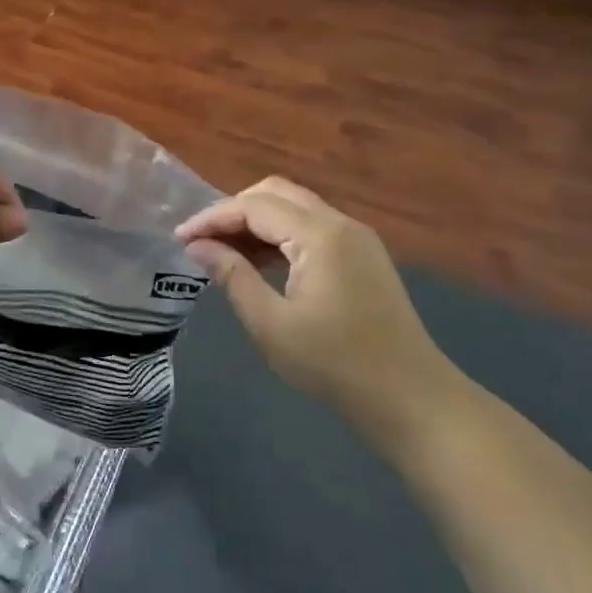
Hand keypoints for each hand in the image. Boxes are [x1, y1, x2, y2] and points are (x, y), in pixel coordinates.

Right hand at [174, 177, 464, 441]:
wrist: (411, 399)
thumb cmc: (335, 364)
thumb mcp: (271, 324)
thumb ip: (231, 276)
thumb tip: (197, 246)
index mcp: (320, 234)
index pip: (254, 206)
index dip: (212, 218)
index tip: (180, 238)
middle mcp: (341, 223)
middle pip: (275, 193)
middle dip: (233, 210)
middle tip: (201, 240)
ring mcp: (357, 238)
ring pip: (295, 208)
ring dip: (256, 221)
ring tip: (222, 252)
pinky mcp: (363, 256)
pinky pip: (311, 227)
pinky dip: (280, 235)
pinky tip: (260, 262)